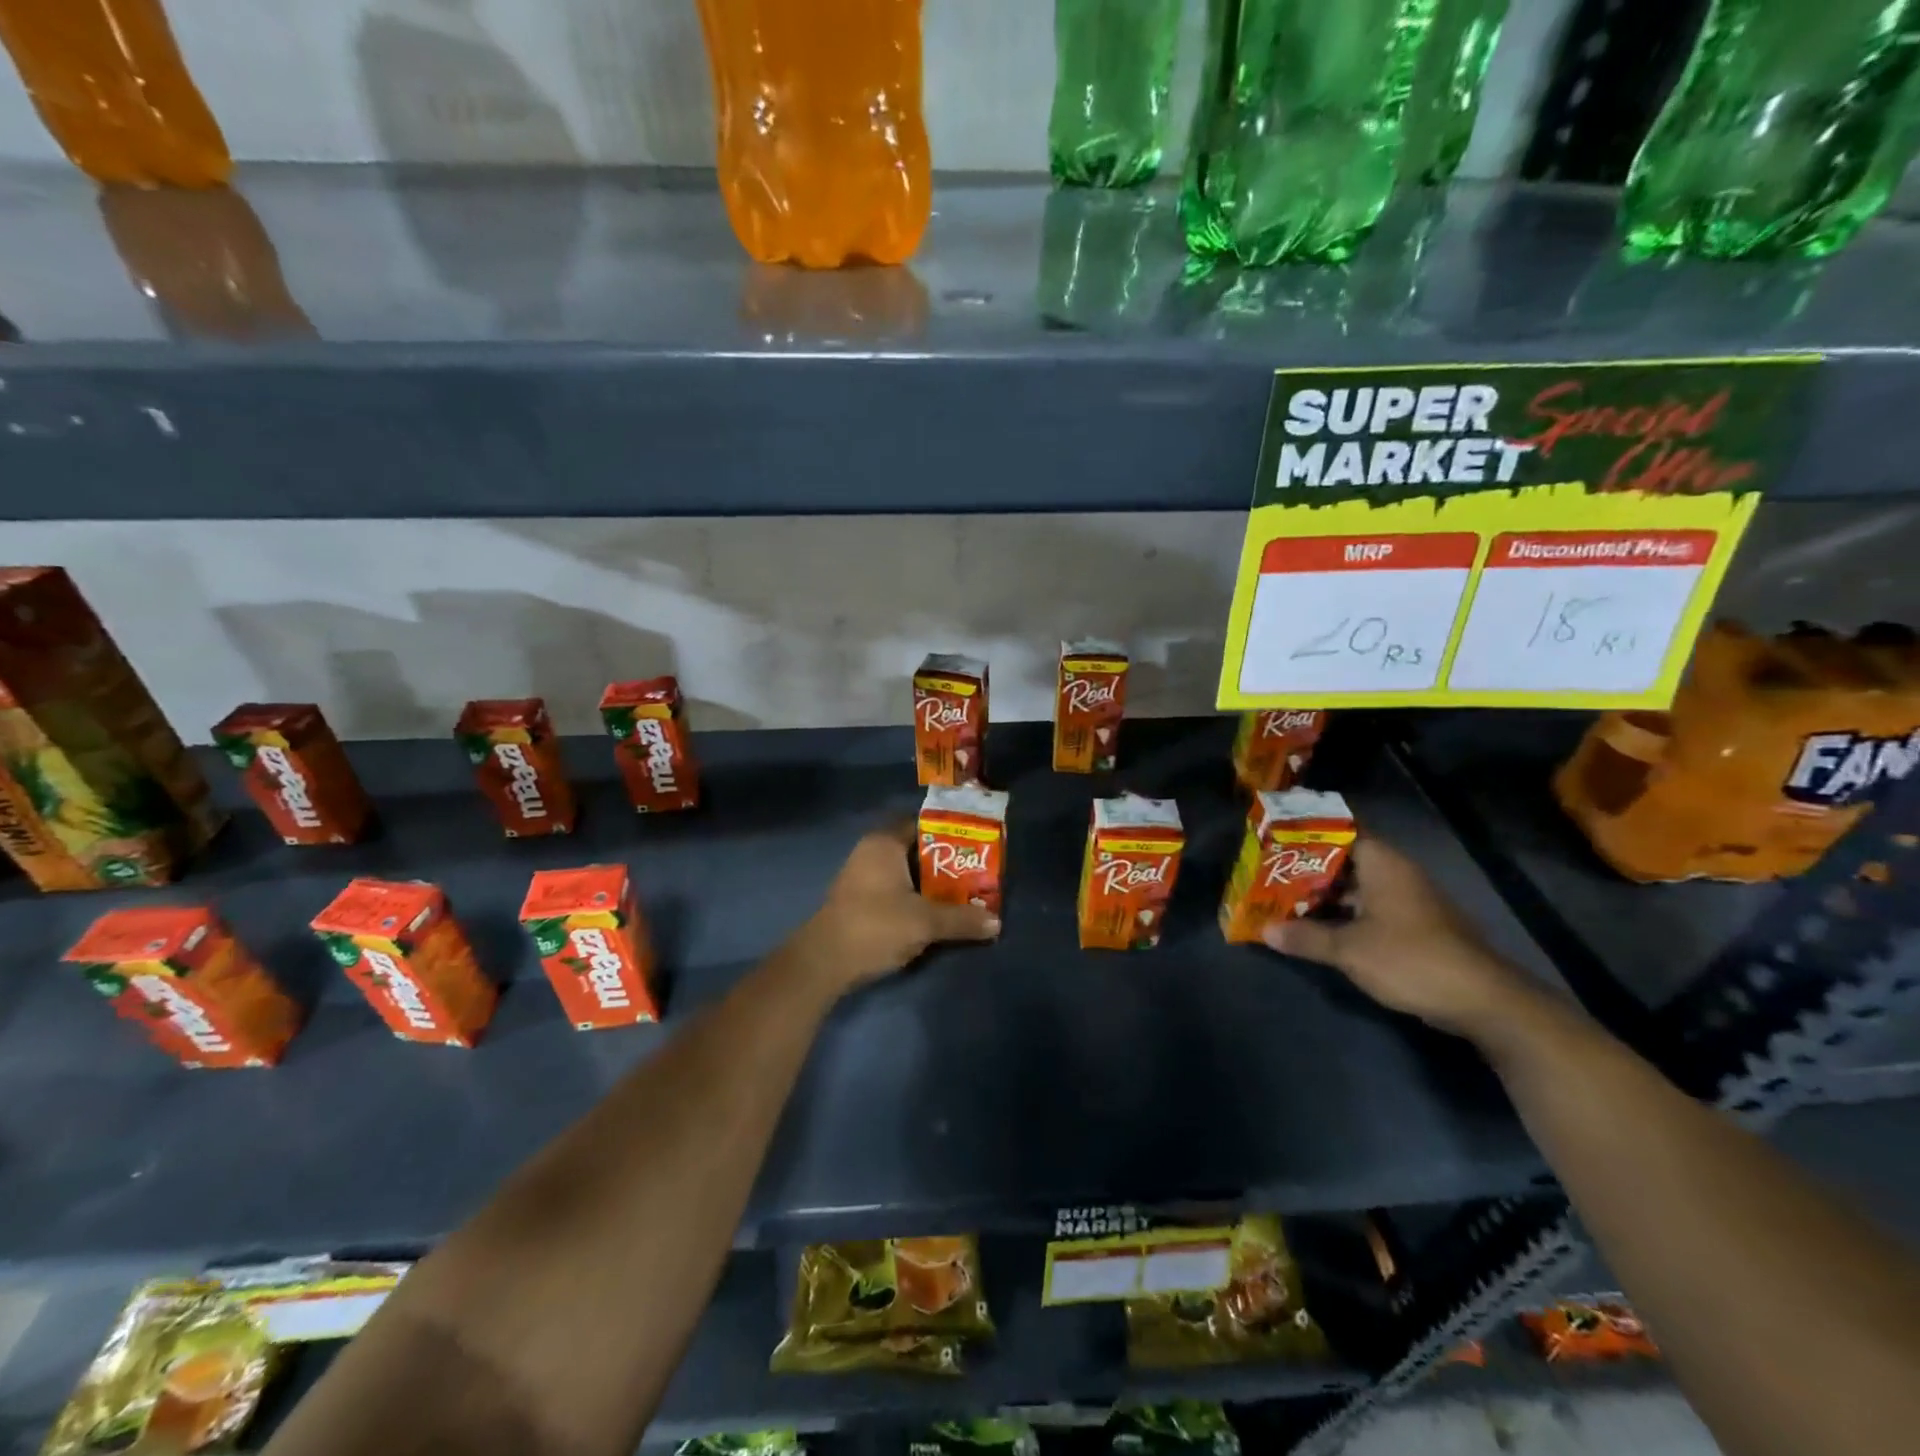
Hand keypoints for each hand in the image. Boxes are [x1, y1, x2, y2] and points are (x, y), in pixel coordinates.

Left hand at [786, 821, 1000, 995]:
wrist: (824, 962)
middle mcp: (871, 852)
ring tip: (964, 896)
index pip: (923, 825)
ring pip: (906, 874)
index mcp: (884, 843)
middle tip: (977, 874)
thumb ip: (961, 919)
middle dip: (946, 863)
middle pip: (917, 850)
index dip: (951, 833)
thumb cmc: (875, 925)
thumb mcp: (925, 922)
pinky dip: (915, 899)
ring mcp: (862, 878)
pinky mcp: (859, 902)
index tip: (976, 845)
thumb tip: (997, 923)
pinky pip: (895, 891)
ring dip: (931, 885)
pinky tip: (935, 915)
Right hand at [1262, 836, 1539, 1041]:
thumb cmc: (1410, 959)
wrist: (1483, 1001)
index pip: (1340, 830)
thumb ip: (1306, 937)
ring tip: (1283, 899)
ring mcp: (1408, 900)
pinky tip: (1318, 928)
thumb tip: (1266, 931)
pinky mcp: (1414, 927)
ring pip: (1355, 887)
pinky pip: (1369, 909)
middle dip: (1306, 868)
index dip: (1307, 832)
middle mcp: (1396, 873)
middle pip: (1344, 860)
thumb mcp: (1349, 949)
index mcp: (1382, 863)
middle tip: (1268, 872)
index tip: (1275, 838)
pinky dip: (1343, 914)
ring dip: (1323, 895)